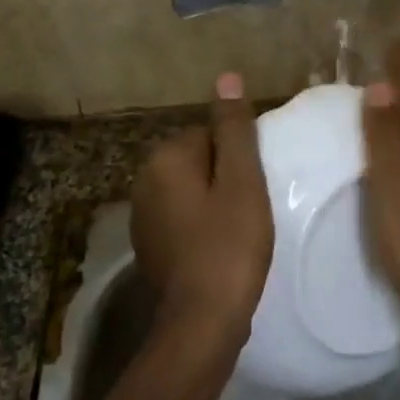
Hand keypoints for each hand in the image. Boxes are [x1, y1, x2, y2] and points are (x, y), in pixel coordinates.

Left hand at [131, 72, 273, 342]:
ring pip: (190, 190)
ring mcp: (142, 216)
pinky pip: (182, 217)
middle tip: (253, 207)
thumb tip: (226, 78)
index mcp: (164, 159)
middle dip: (225, 176)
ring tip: (241, 227)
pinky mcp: (149, 244)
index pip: (209, 133)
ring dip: (214, 200)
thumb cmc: (229, 245)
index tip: (257, 184)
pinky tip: (221, 246)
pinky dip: (202, 224)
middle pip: (198, 160)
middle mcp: (143, 181)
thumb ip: (234, 129)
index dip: (239, 157)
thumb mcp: (242, 181)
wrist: (202, 321)